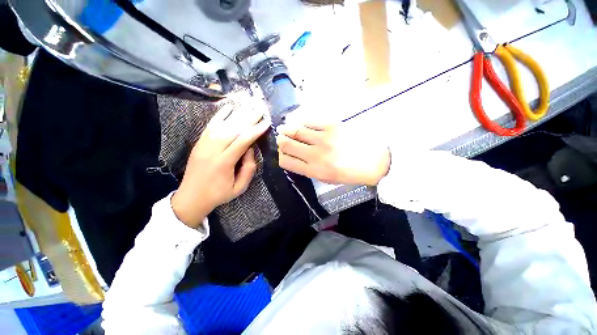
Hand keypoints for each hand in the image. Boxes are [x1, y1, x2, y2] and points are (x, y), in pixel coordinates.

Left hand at [171, 105, 269, 227]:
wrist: (191, 198)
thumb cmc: (218, 194)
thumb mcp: (240, 188)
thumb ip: (248, 169)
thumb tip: (250, 149)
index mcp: (224, 162)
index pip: (242, 141)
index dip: (255, 130)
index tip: (266, 122)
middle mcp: (212, 150)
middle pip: (232, 129)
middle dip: (248, 118)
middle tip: (260, 109)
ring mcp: (203, 145)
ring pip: (222, 125)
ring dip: (237, 114)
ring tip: (248, 106)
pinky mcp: (199, 143)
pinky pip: (210, 126)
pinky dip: (220, 115)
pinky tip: (228, 107)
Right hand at [276, 116, 389, 185]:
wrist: (375, 161)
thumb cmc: (350, 173)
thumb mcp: (328, 179)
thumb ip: (309, 170)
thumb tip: (295, 158)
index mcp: (314, 171)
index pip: (286, 161)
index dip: (281, 156)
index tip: (283, 153)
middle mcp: (316, 155)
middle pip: (287, 145)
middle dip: (281, 141)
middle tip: (281, 138)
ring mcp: (324, 139)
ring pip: (295, 130)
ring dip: (286, 129)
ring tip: (284, 128)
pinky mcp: (332, 125)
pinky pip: (309, 121)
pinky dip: (301, 121)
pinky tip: (299, 122)